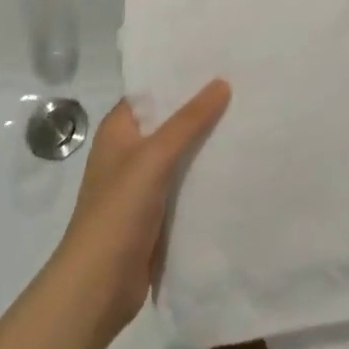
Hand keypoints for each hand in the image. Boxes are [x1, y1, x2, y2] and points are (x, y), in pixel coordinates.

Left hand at [52, 81, 230, 340]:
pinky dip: (206, 176)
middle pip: (170, 122)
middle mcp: (129, 152)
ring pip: (181, 154)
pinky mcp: (157, 214)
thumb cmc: (117, 212)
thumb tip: (222, 82)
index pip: (152, 91)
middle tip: (245, 86)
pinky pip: (186, 185)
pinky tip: (237, 165)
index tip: (218, 60)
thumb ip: (188, 121)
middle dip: (202, 109)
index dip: (180, 76)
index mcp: (119, 130)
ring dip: (207, 143)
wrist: (98, 288)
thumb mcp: (153, 158)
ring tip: (249, 118)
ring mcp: (143, 185)